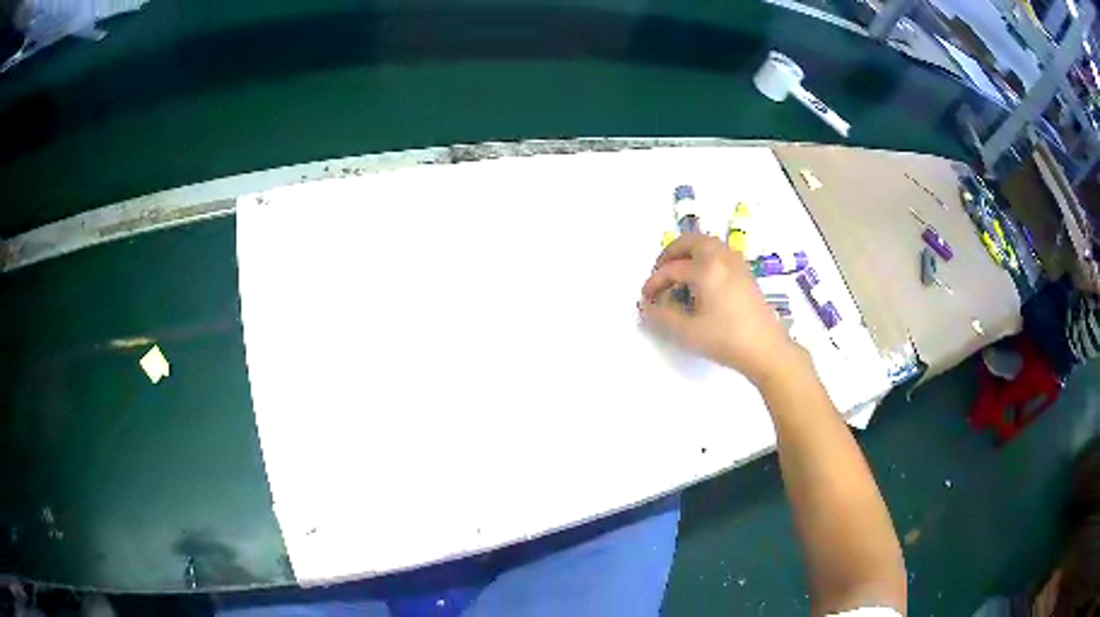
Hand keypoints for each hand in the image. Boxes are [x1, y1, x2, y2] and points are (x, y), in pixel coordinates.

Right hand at [639, 233, 801, 386]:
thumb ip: (662, 316)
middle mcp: (721, 258)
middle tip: (660, 272)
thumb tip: (647, 306)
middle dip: (671, 254)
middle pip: (691, 241)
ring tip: (678, 273)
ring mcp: (736, 263)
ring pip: (707, 244)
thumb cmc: (725, 340)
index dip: (654, 282)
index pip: (672, 269)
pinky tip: (701, 280)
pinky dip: (704, 257)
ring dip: (688, 252)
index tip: (645, 298)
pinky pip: (719, 252)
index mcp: (706, 269)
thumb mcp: (687, 331)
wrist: (766, 349)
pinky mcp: (745, 272)